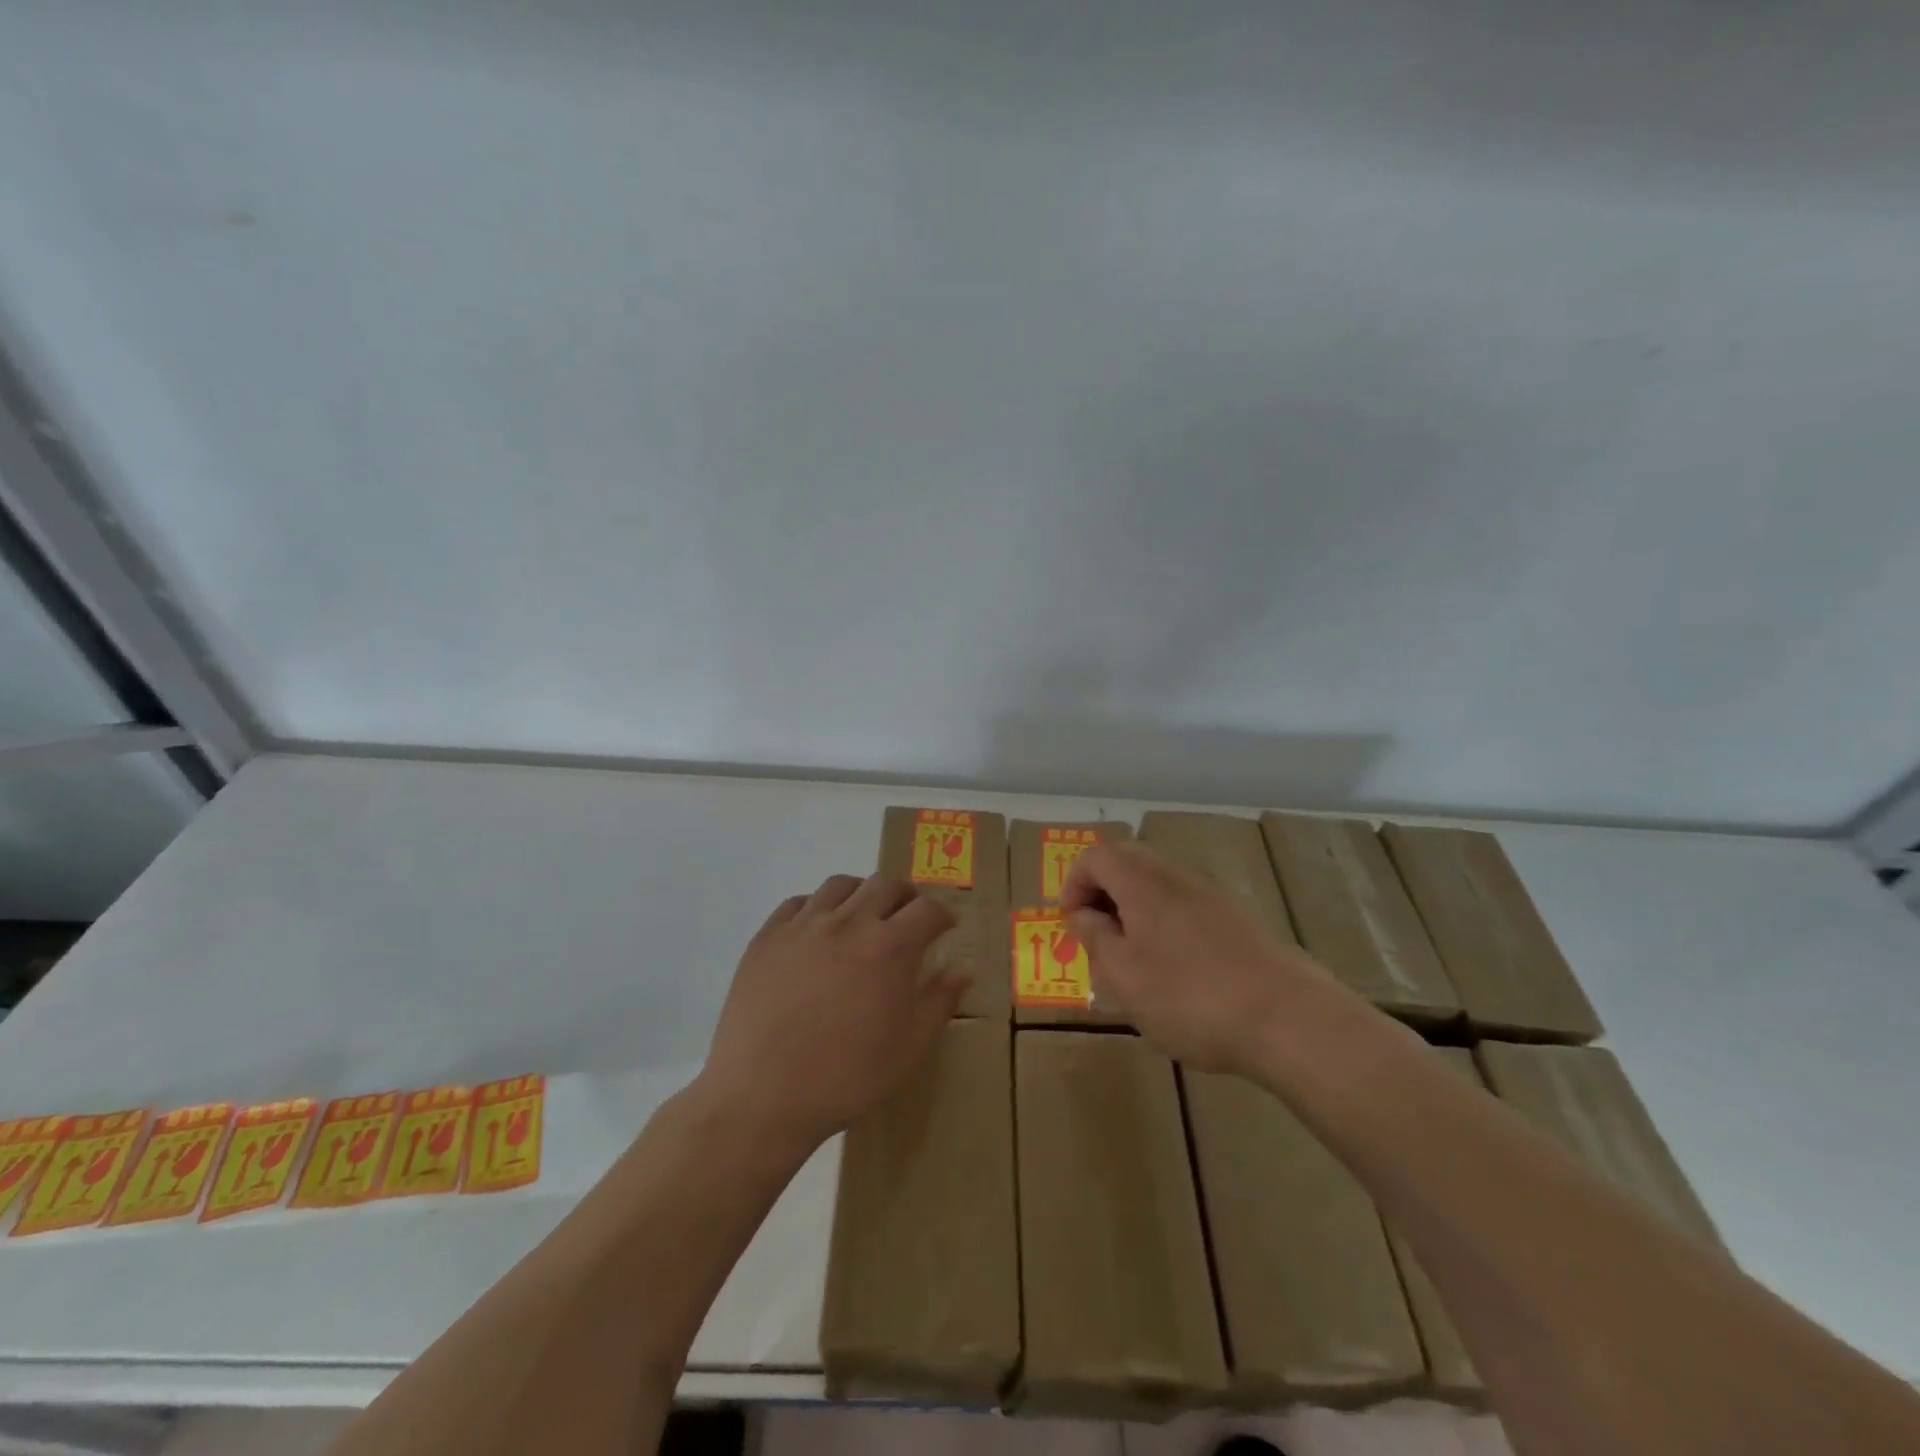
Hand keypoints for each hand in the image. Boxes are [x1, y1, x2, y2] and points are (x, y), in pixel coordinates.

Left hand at [698, 874, 964, 1150]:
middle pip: (886, 885)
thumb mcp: (907, 1048)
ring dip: (861, 894)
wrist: (762, 1097)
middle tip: (907, 919)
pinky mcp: (768, 936)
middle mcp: (849, 922)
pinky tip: (817, 931)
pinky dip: (816, 907)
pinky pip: (797, 903)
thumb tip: (962, 971)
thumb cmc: (845, 1077)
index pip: (928, 910)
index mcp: (889, 947)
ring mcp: (804, 925)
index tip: (945, 928)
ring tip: (862, 916)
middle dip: (906, 897)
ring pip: (841, 885)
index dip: (943, 916)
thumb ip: (938, 1002)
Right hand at [1062, 841, 1330, 1075]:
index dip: (1073, 884)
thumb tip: (1082, 913)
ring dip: (1132, 906)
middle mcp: (1175, 875)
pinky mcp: (1236, 917)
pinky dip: (1163, 919)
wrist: (1287, 1018)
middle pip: (1127, 861)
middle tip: (1097, 936)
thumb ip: (1095, 938)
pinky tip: (1173, 967)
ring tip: (1131, 956)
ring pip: (1157, 882)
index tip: (1072, 924)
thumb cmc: (1190, 998)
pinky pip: (1184, 902)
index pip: (1095, 856)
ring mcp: (1210, 893)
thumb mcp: (1124, 976)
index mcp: (1142, 883)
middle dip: (1102, 891)